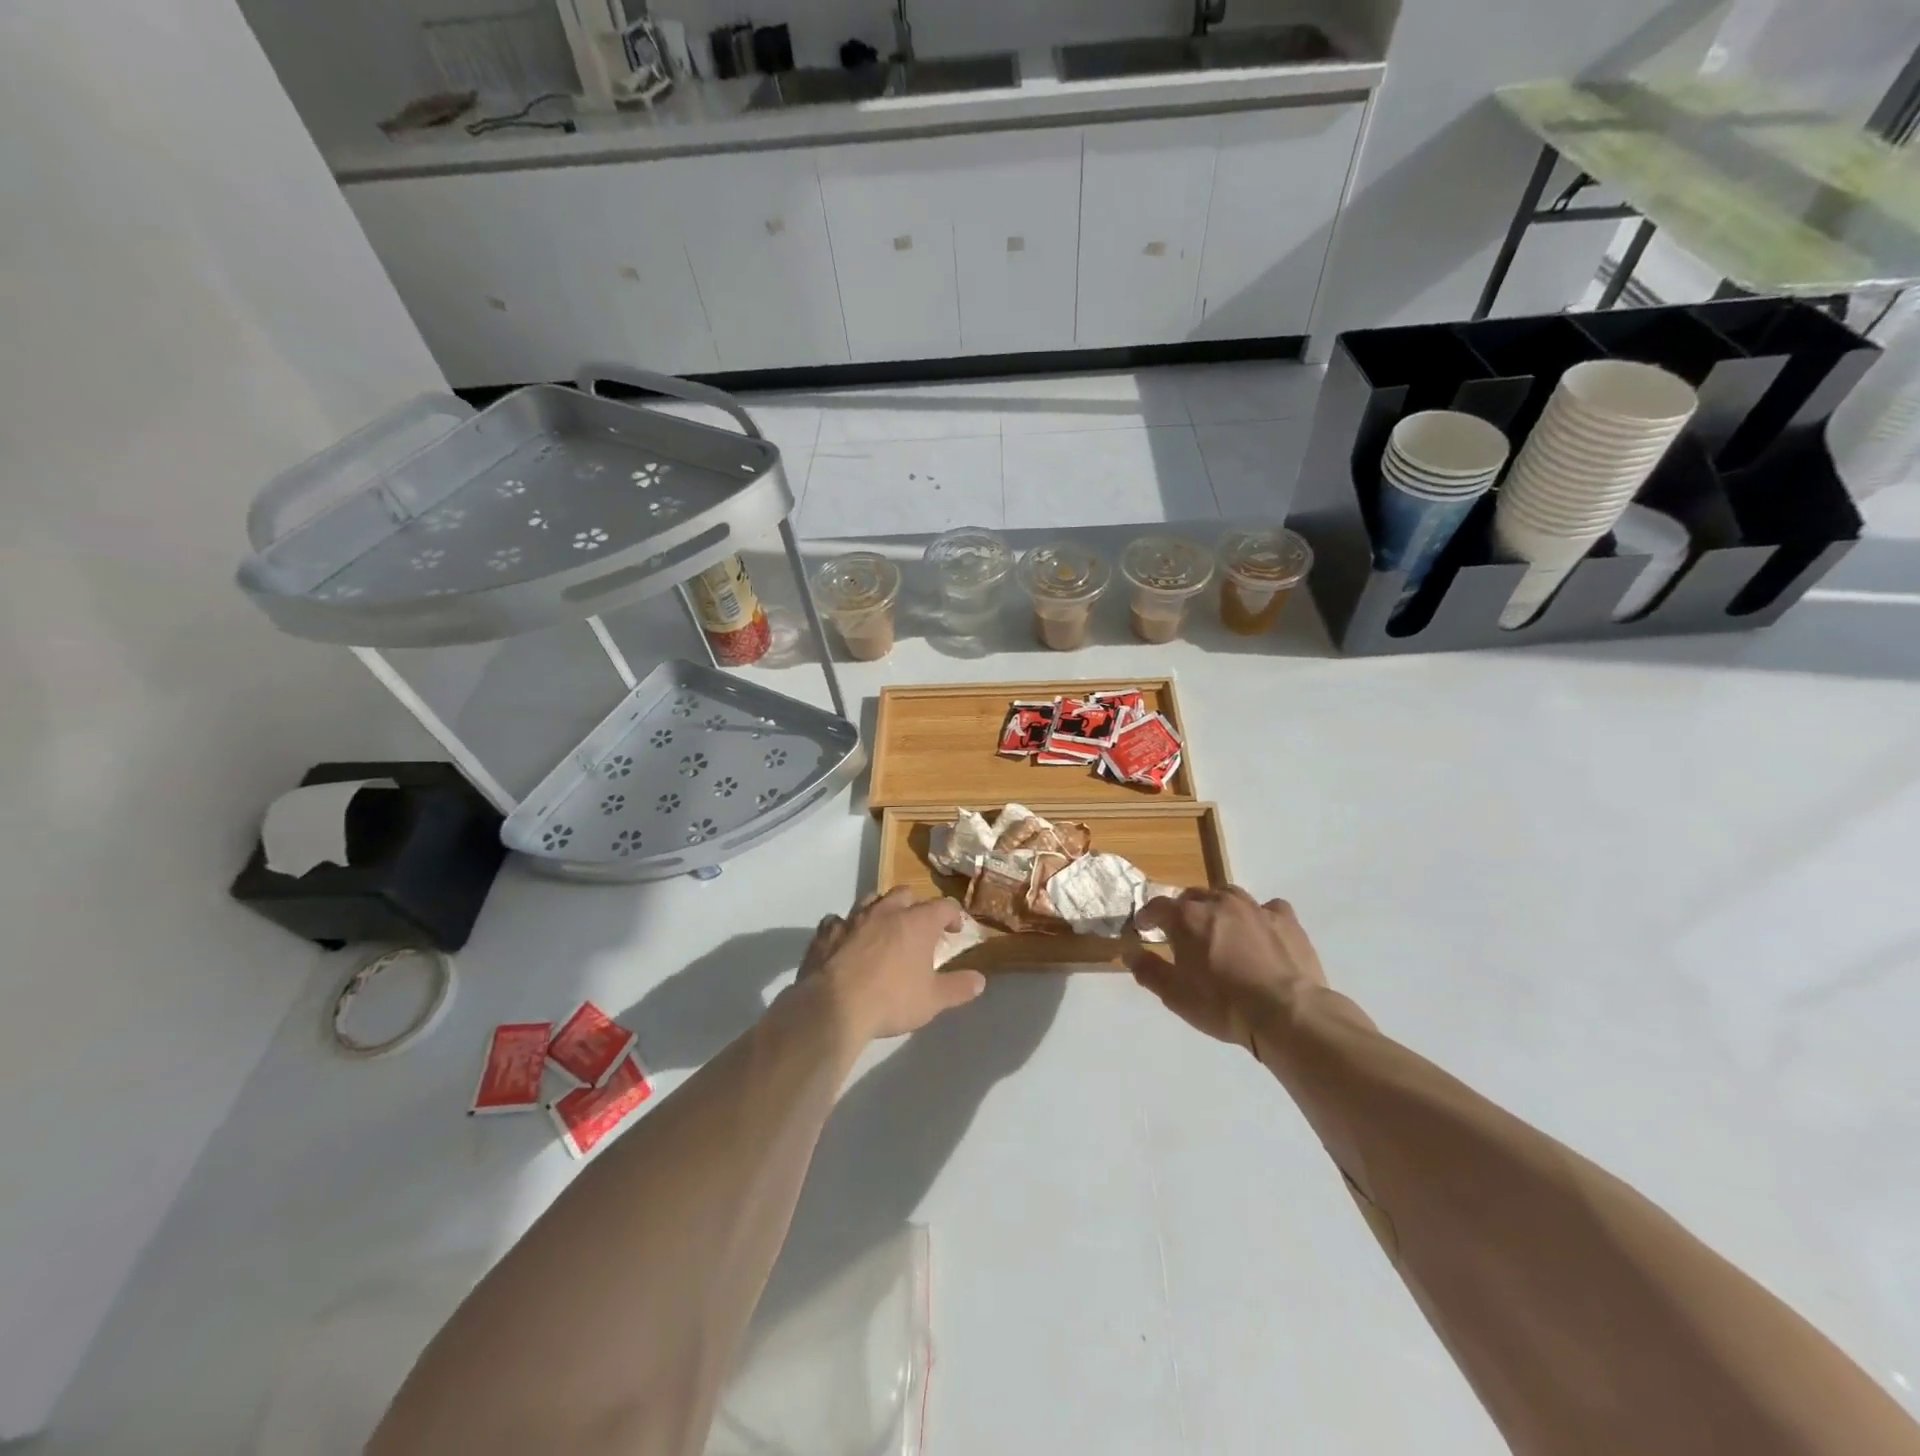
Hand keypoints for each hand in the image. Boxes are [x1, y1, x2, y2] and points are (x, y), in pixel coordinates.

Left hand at [799, 888, 985, 1042]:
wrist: (834, 1007)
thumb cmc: (891, 1000)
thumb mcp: (933, 1000)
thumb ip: (958, 988)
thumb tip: (980, 980)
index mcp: (917, 923)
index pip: (943, 906)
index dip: (953, 915)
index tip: (955, 930)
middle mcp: (886, 911)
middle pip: (906, 894)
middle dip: (916, 905)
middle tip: (920, 926)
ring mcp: (853, 918)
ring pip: (871, 899)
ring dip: (881, 909)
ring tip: (884, 927)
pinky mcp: (826, 932)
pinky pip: (838, 920)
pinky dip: (846, 926)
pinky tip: (847, 940)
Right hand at [1129, 888, 1325, 1055]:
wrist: (1285, 1012)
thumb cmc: (1221, 1004)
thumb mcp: (1174, 995)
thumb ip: (1148, 970)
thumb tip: (1129, 953)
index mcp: (1187, 917)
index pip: (1158, 906)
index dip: (1148, 916)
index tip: (1144, 927)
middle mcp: (1219, 902)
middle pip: (1193, 896)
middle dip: (1184, 910)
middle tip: (1184, 932)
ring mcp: (1255, 908)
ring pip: (1229, 895)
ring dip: (1219, 907)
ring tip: (1221, 927)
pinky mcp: (1286, 920)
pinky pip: (1268, 908)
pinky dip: (1259, 916)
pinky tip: (1261, 932)